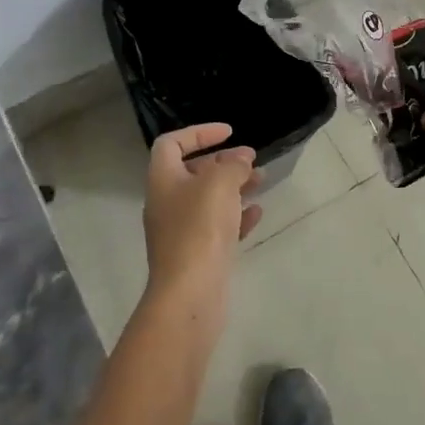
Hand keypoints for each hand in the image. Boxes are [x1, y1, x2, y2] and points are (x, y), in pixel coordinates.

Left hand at [142, 124, 262, 303]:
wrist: (190, 291)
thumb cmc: (200, 227)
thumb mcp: (219, 183)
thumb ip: (233, 165)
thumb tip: (240, 160)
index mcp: (163, 179)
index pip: (172, 143)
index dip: (199, 133)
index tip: (229, 133)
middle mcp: (167, 202)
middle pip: (193, 171)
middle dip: (224, 162)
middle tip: (252, 160)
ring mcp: (181, 231)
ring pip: (209, 199)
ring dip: (234, 187)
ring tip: (262, 181)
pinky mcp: (197, 254)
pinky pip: (218, 227)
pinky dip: (236, 216)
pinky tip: (257, 214)